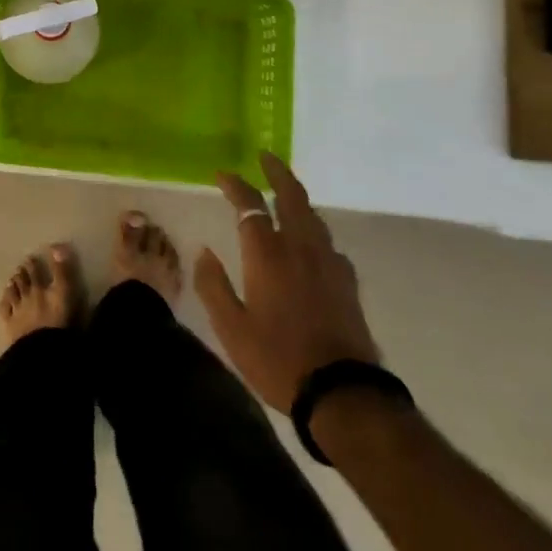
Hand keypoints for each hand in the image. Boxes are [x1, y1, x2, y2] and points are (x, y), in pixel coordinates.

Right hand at [193, 152, 379, 411]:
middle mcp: (300, 247)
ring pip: (313, 216)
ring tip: (284, 193)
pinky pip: (327, 241)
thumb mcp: (231, 328)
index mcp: (267, 254)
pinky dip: (313, 229)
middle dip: (277, 172)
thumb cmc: (278, 359)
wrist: (343, 393)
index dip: (235, 185)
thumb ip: (213, 285)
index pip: (250, 204)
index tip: (222, 175)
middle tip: (265, 156)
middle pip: (291, 196)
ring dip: (296, 197)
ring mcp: (329, 263)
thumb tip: (204, 252)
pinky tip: (310, 243)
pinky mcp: (347, 282)